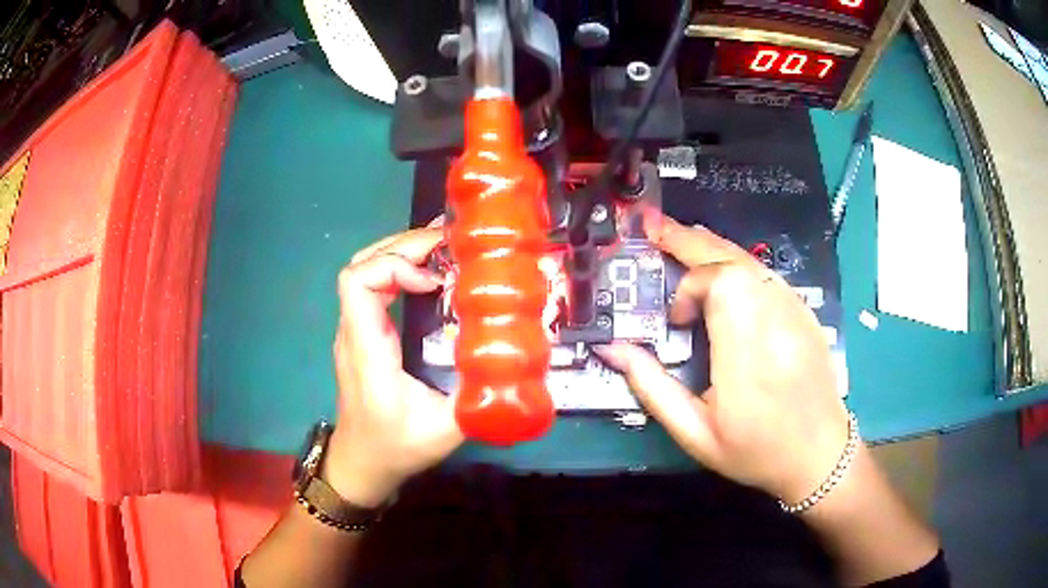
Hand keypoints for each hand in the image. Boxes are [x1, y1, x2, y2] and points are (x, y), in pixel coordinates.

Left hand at [325, 226, 462, 507]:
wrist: (360, 464)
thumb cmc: (395, 448)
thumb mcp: (444, 430)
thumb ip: (480, 399)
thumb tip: (516, 365)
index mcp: (367, 349)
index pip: (358, 282)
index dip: (394, 266)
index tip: (432, 280)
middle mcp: (353, 332)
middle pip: (361, 264)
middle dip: (403, 246)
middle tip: (447, 244)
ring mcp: (354, 332)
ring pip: (364, 271)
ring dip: (400, 253)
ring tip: (441, 249)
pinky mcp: (362, 336)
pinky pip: (372, 287)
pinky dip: (398, 270)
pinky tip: (428, 275)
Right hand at [597, 213, 849, 503]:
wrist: (820, 454)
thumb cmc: (756, 451)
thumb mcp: (696, 434)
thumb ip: (653, 388)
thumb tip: (613, 349)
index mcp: (748, 356)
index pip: (722, 285)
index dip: (691, 287)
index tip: (677, 320)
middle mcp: (776, 322)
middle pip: (733, 260)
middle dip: (690, 241)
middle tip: (654, 227)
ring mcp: (796, 312)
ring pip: (751, 260)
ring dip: (712, 248)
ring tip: (680, 238)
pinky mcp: (805, 311)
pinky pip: (766, 274)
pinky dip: (736, 263)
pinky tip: (720, 269)